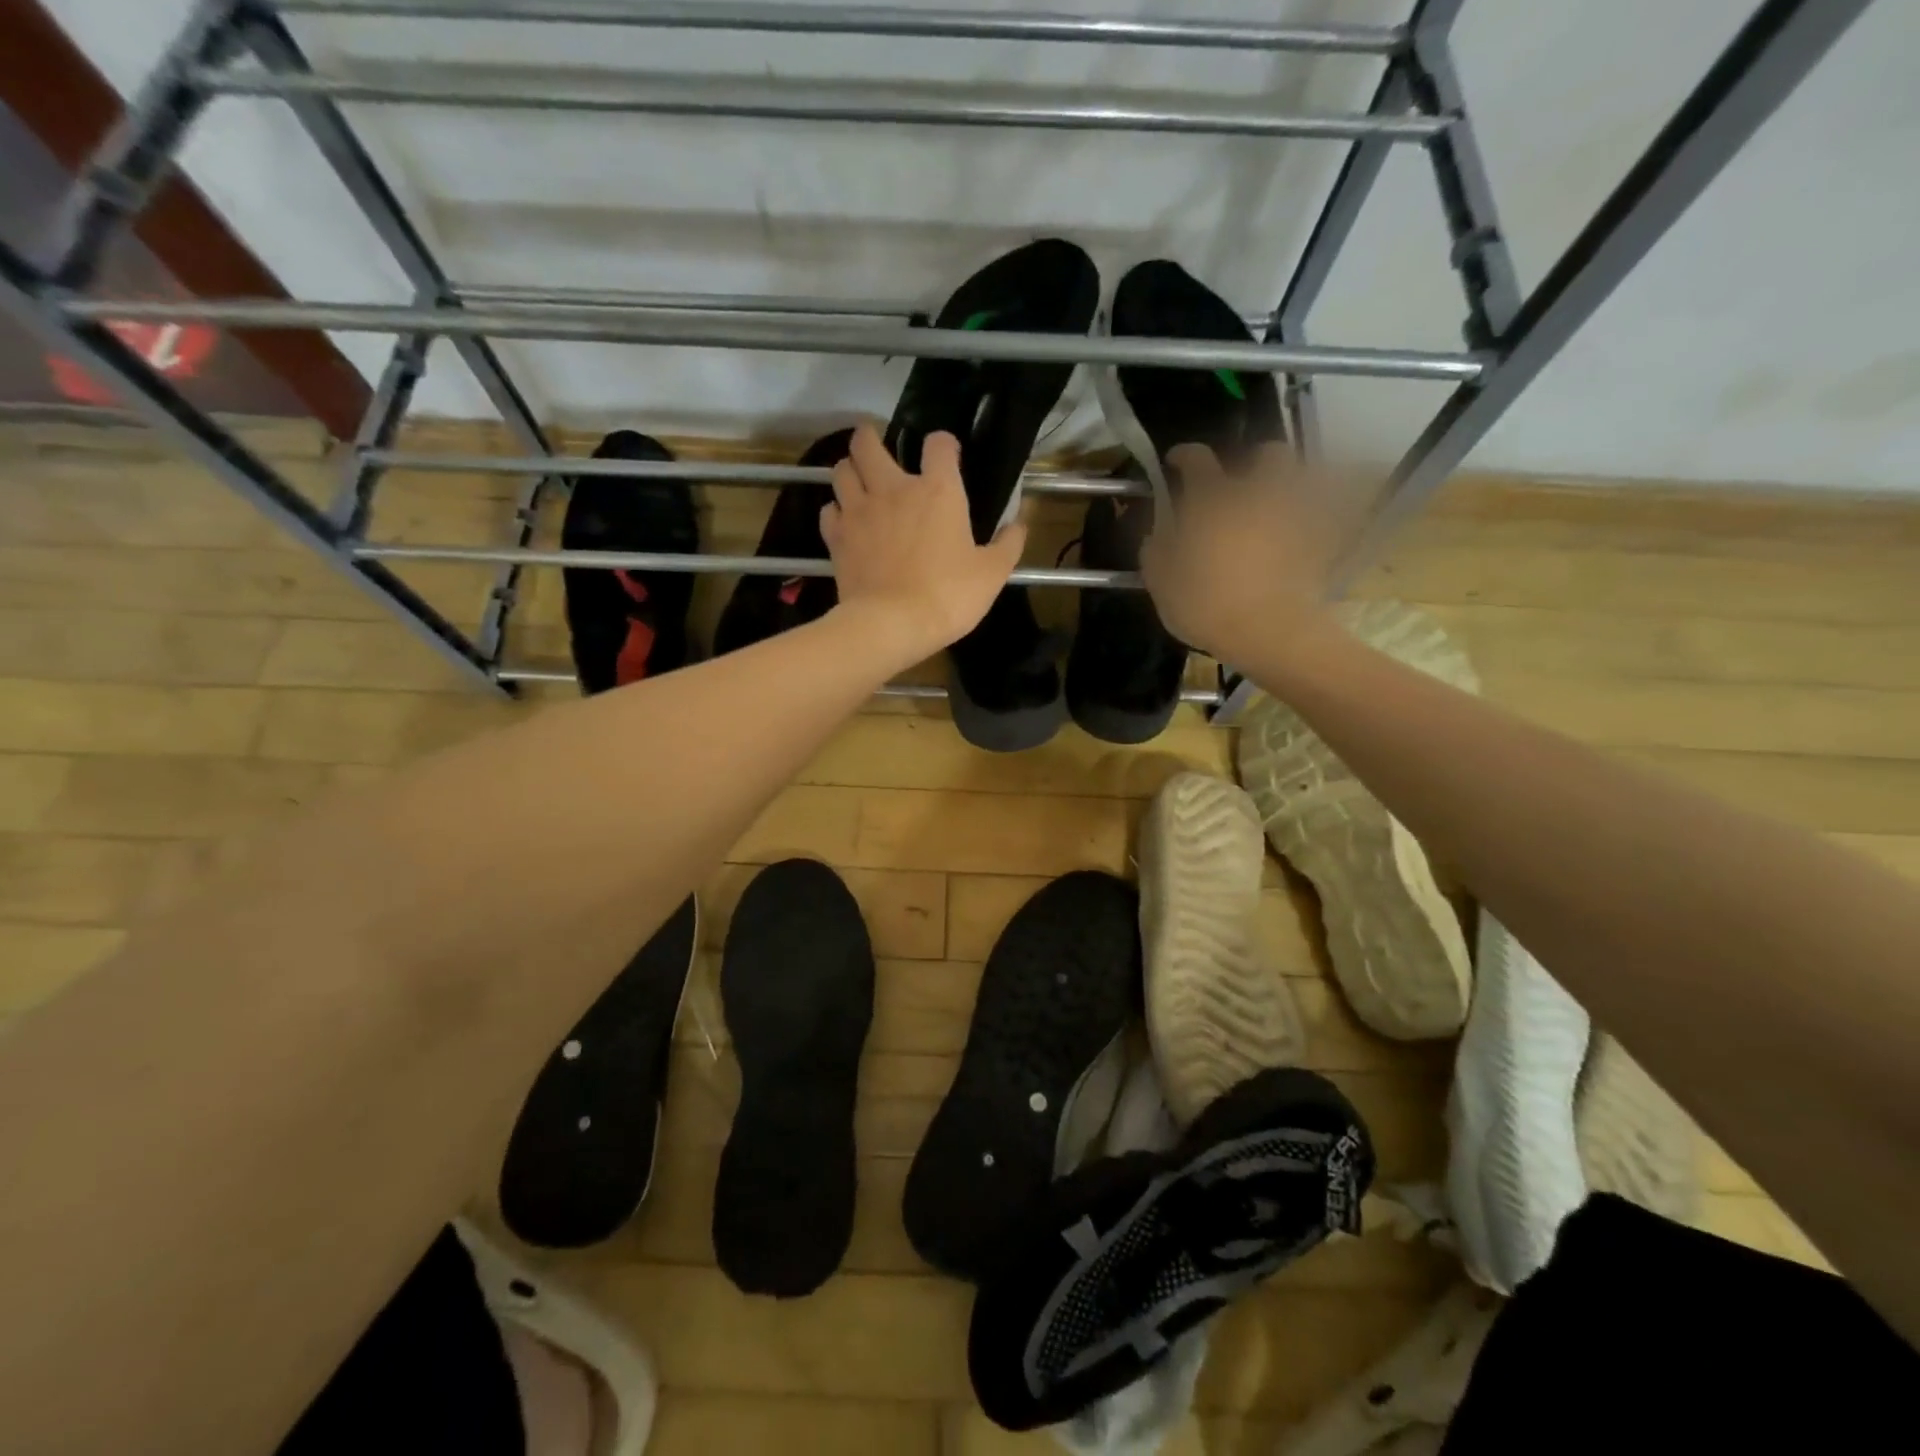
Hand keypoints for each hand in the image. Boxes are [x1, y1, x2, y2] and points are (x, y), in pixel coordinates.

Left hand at [821, 423, 1026, 668]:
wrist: (892, 624)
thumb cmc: (948, 595)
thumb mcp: (992, 573)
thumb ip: (1008, 545)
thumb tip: (1019, 525)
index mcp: (937, 490)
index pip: (938, 444)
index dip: (943, 444)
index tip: (947, 456)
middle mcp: (893, 489)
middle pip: (867, 443)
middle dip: (870, 439)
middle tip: (878, 449)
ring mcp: (859, 511)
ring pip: (840, 470)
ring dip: (849, 471)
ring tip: (859, 482)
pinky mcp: (837, 537)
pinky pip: (829, 510)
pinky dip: (836, 511)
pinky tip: (846, 521)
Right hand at [1140, 441, 1349, 666]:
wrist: (1269, 631)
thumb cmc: (1206, 604)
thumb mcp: (1161, 583)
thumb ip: (1155, 552)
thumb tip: (1157, 535)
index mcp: (1212, 499)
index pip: (1197, 459)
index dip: (1183, 456)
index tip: (1174, 461)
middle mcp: (1255, 494)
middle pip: (1267, 454)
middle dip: (1254, 461)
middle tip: (1238, 484)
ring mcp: (1291, 515)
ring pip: (1296, 481)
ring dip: (1282, 488)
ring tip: (1267, 509)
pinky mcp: (1316, 542)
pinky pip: (1312, 519)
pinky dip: (1302, 522)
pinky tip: (1288, 540)